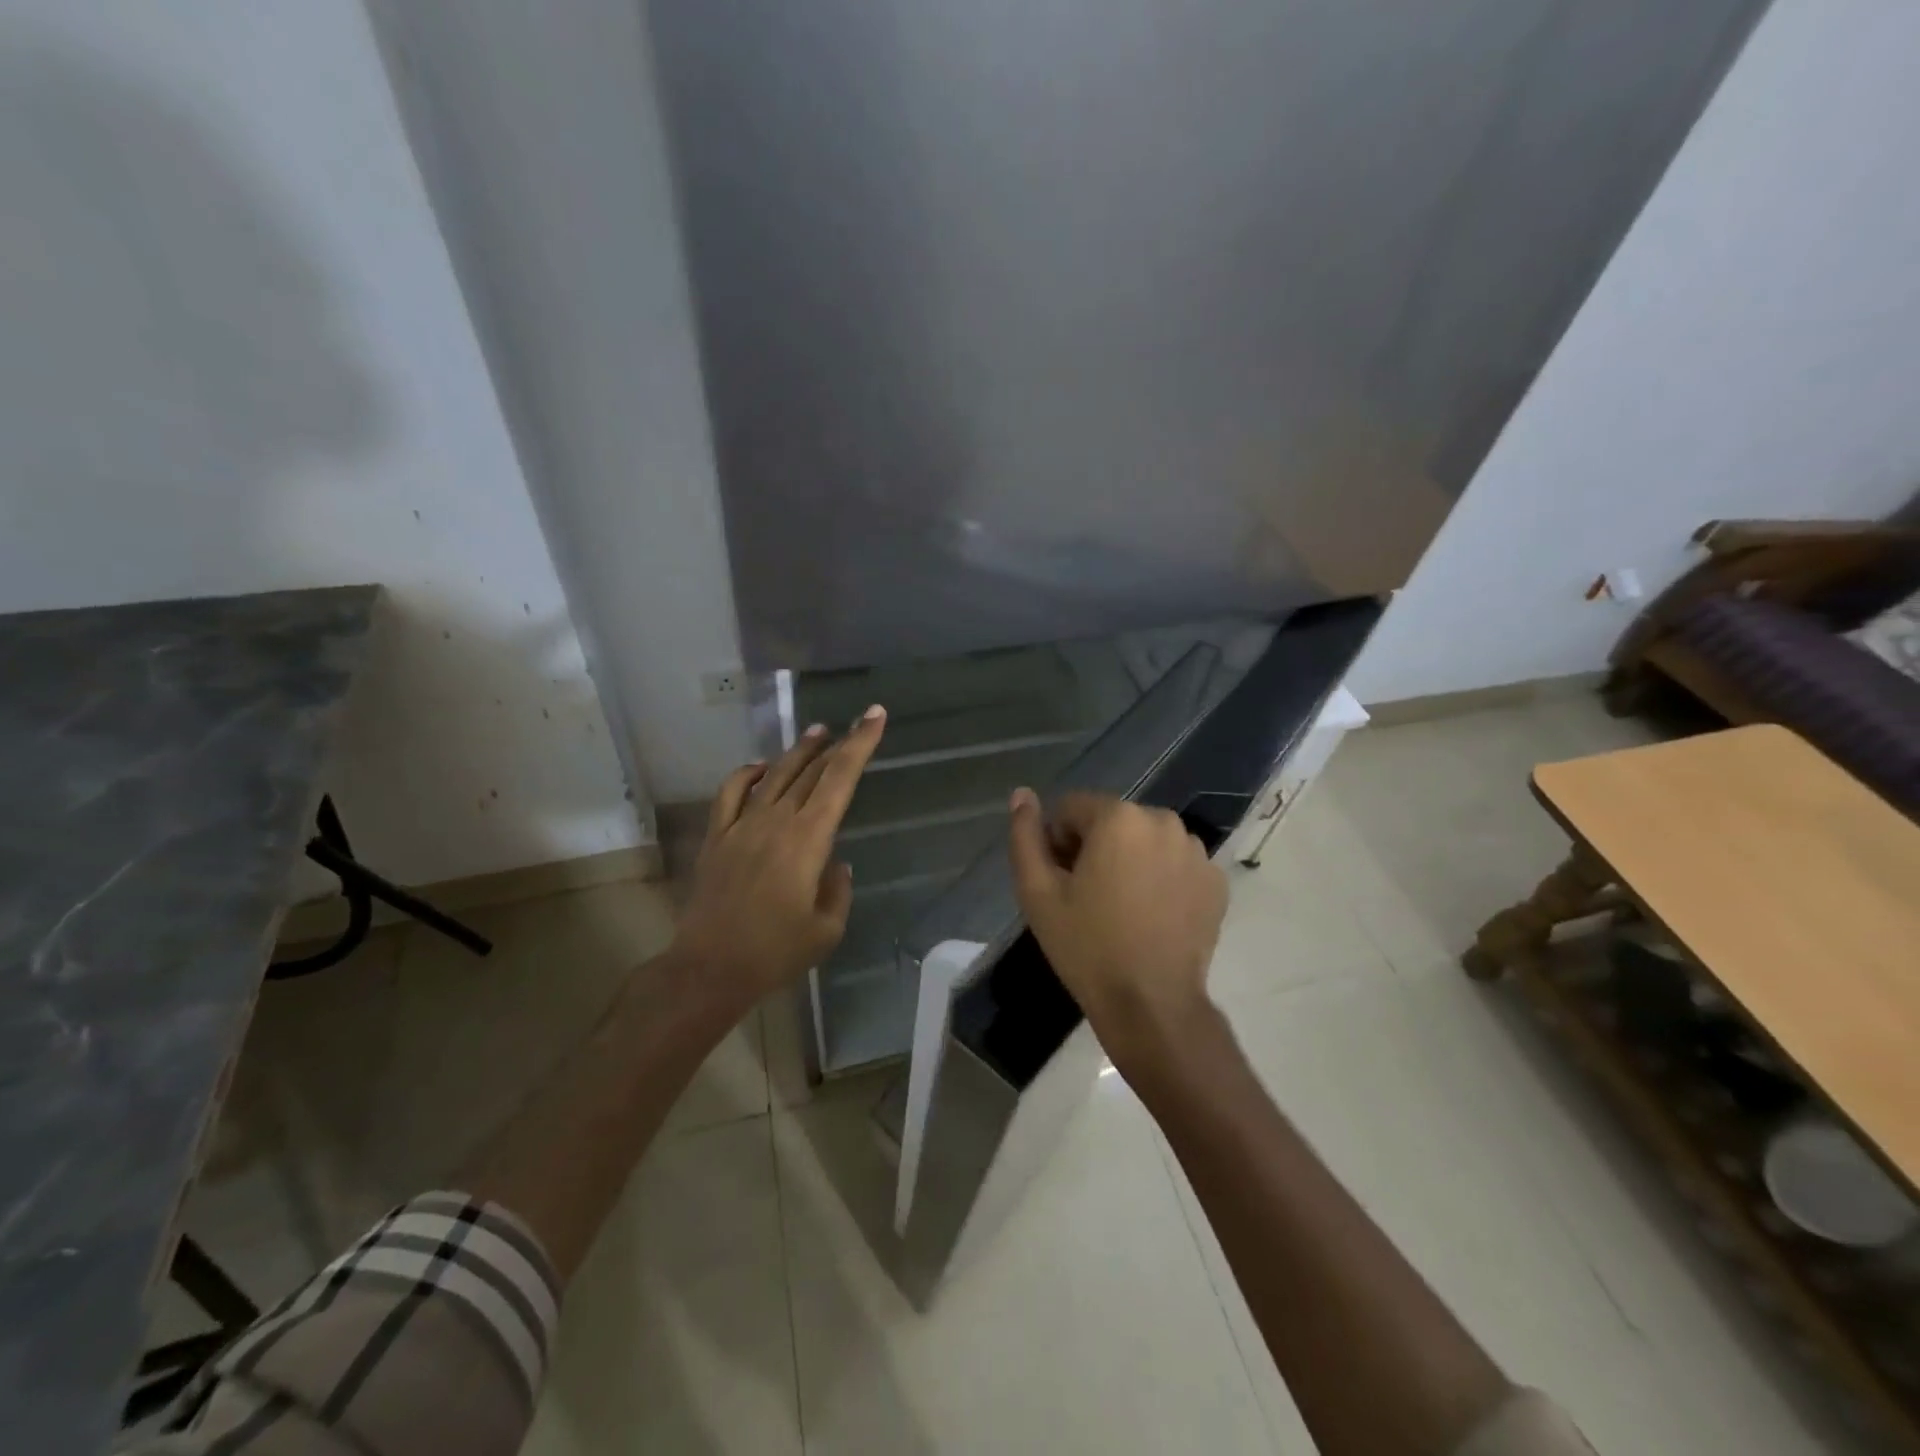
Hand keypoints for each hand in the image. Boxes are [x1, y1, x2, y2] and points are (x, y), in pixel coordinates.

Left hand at [671, 707, 886, 1015]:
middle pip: (811, 770)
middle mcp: (776, 821)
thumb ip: (838, 890)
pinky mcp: (717, 837)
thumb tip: (836, 864)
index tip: (874, 715)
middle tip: (854, 724)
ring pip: (774, 774)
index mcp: (808, 839)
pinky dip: (747, 773)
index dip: (860, 744)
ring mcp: (742, 825)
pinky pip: (731, 792)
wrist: (710, 968)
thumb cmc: (775, 953)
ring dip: (798, 751)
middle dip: (837, 744)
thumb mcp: (826, 929)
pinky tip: (761, 767)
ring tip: (817, 733)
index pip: (839, 779)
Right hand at [1007, 789, 1227, 1070]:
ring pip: (1144, 840)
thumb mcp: (1037, 892)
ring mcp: (1196, 851)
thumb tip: (1022, 794)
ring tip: (1121, 908)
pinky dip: (1161, 878)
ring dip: (1129, 860)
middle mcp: (1163, 821)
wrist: (1151, 1004)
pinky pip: (1175, 863)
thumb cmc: (1087, 946)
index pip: (1072, 808)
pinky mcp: (1215, 880)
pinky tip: (1152, 916)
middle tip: (1087, 898)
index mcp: (1119, 817)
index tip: (1062, 882)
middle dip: (1094, 848)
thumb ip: (1025, 836)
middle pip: (1111, 820)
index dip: (1058, 842)